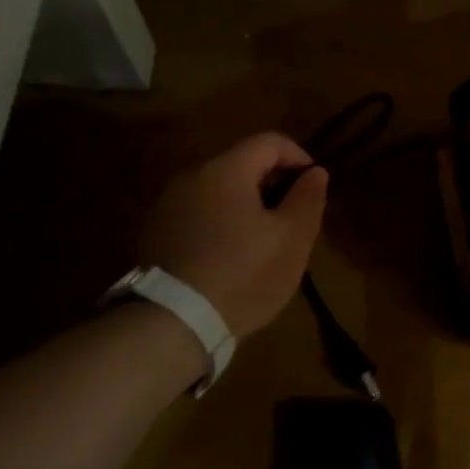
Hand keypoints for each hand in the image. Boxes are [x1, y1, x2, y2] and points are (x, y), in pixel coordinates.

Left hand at [135, 132, 329, 338]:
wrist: (170, 326)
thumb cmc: (242, 275)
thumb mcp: (292, 238)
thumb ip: (308, 198)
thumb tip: (315, 172)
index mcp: (225, 171)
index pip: (270, 142)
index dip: (299, 157)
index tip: (313, 187)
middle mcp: (191, 177)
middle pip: (241, 164)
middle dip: (273, 184)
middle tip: (292, 218)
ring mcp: (167, 207)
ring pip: (218, 191)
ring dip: (246, 206)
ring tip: (263, 242)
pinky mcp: (154, 235)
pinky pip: (198, 215)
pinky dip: (220, 224)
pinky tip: (230, 259)